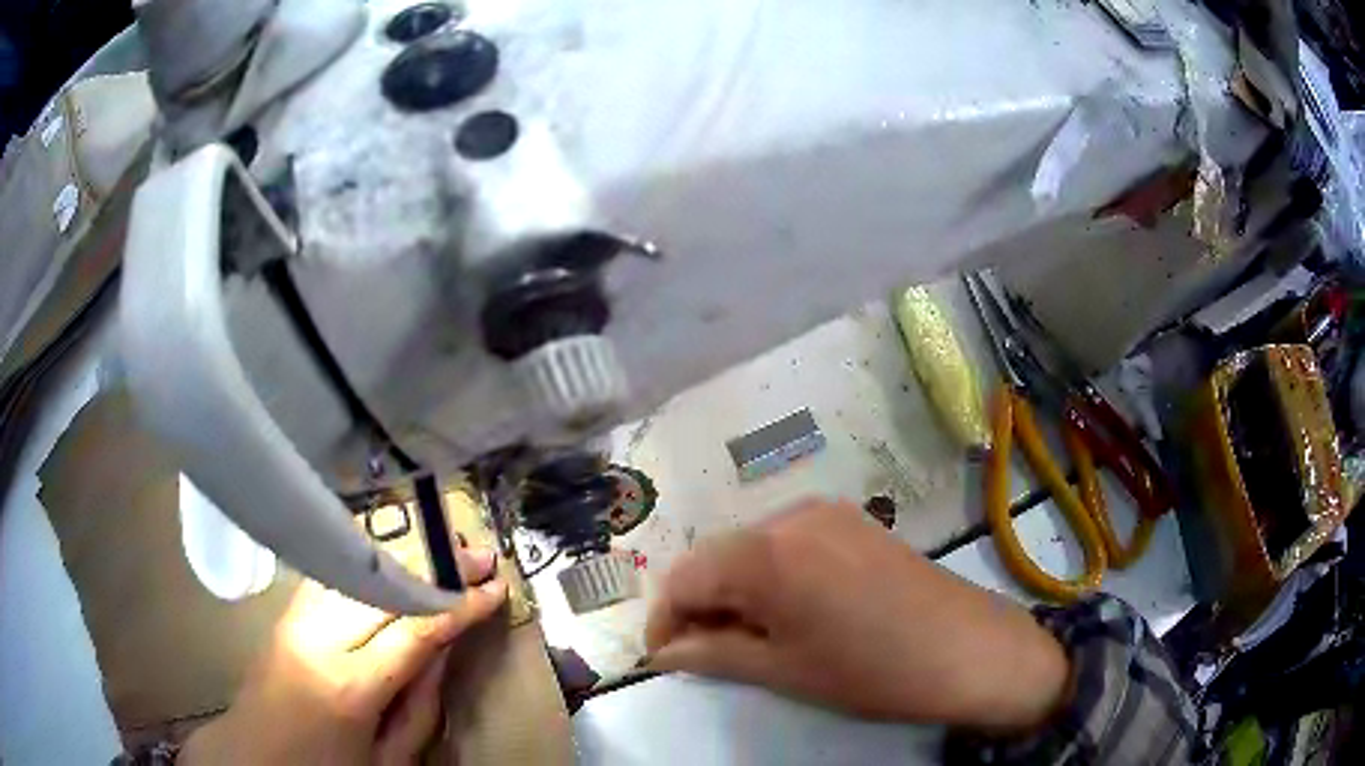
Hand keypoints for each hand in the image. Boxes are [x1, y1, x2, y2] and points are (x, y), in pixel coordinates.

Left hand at [182, 546, 508, 765]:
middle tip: (479, 556)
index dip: (460, 605)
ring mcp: (295, 619)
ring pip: (356, 571)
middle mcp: (319, 638)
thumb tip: (444, 649)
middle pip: (385, 586)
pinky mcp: (285, 613)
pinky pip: (332, 576)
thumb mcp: (390, 759)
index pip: (415, 629)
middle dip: (436, 568)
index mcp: (350, 686)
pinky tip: (392, 562)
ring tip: (443, 553)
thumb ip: (422, 705)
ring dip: (404, 558)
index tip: (496, 586)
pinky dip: (367, 564)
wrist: (255, 758)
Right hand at [645, 500, 1070, 731]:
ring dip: (735, 589)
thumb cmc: (871, 671)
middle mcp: (790, 515)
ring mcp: (826, 512)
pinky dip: (770, 574)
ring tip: (751, 635)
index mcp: (766, 553)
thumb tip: (663, 653)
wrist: (969, 650)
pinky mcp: (852, 520)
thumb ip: (711, 655)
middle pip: (714, 556)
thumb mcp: (783, 671)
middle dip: (699, 604)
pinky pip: (787, 542)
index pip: (682, 578)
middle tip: (706, 652)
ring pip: (749, 547)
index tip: (666, 657)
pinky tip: (791, 609)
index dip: (664, 620)